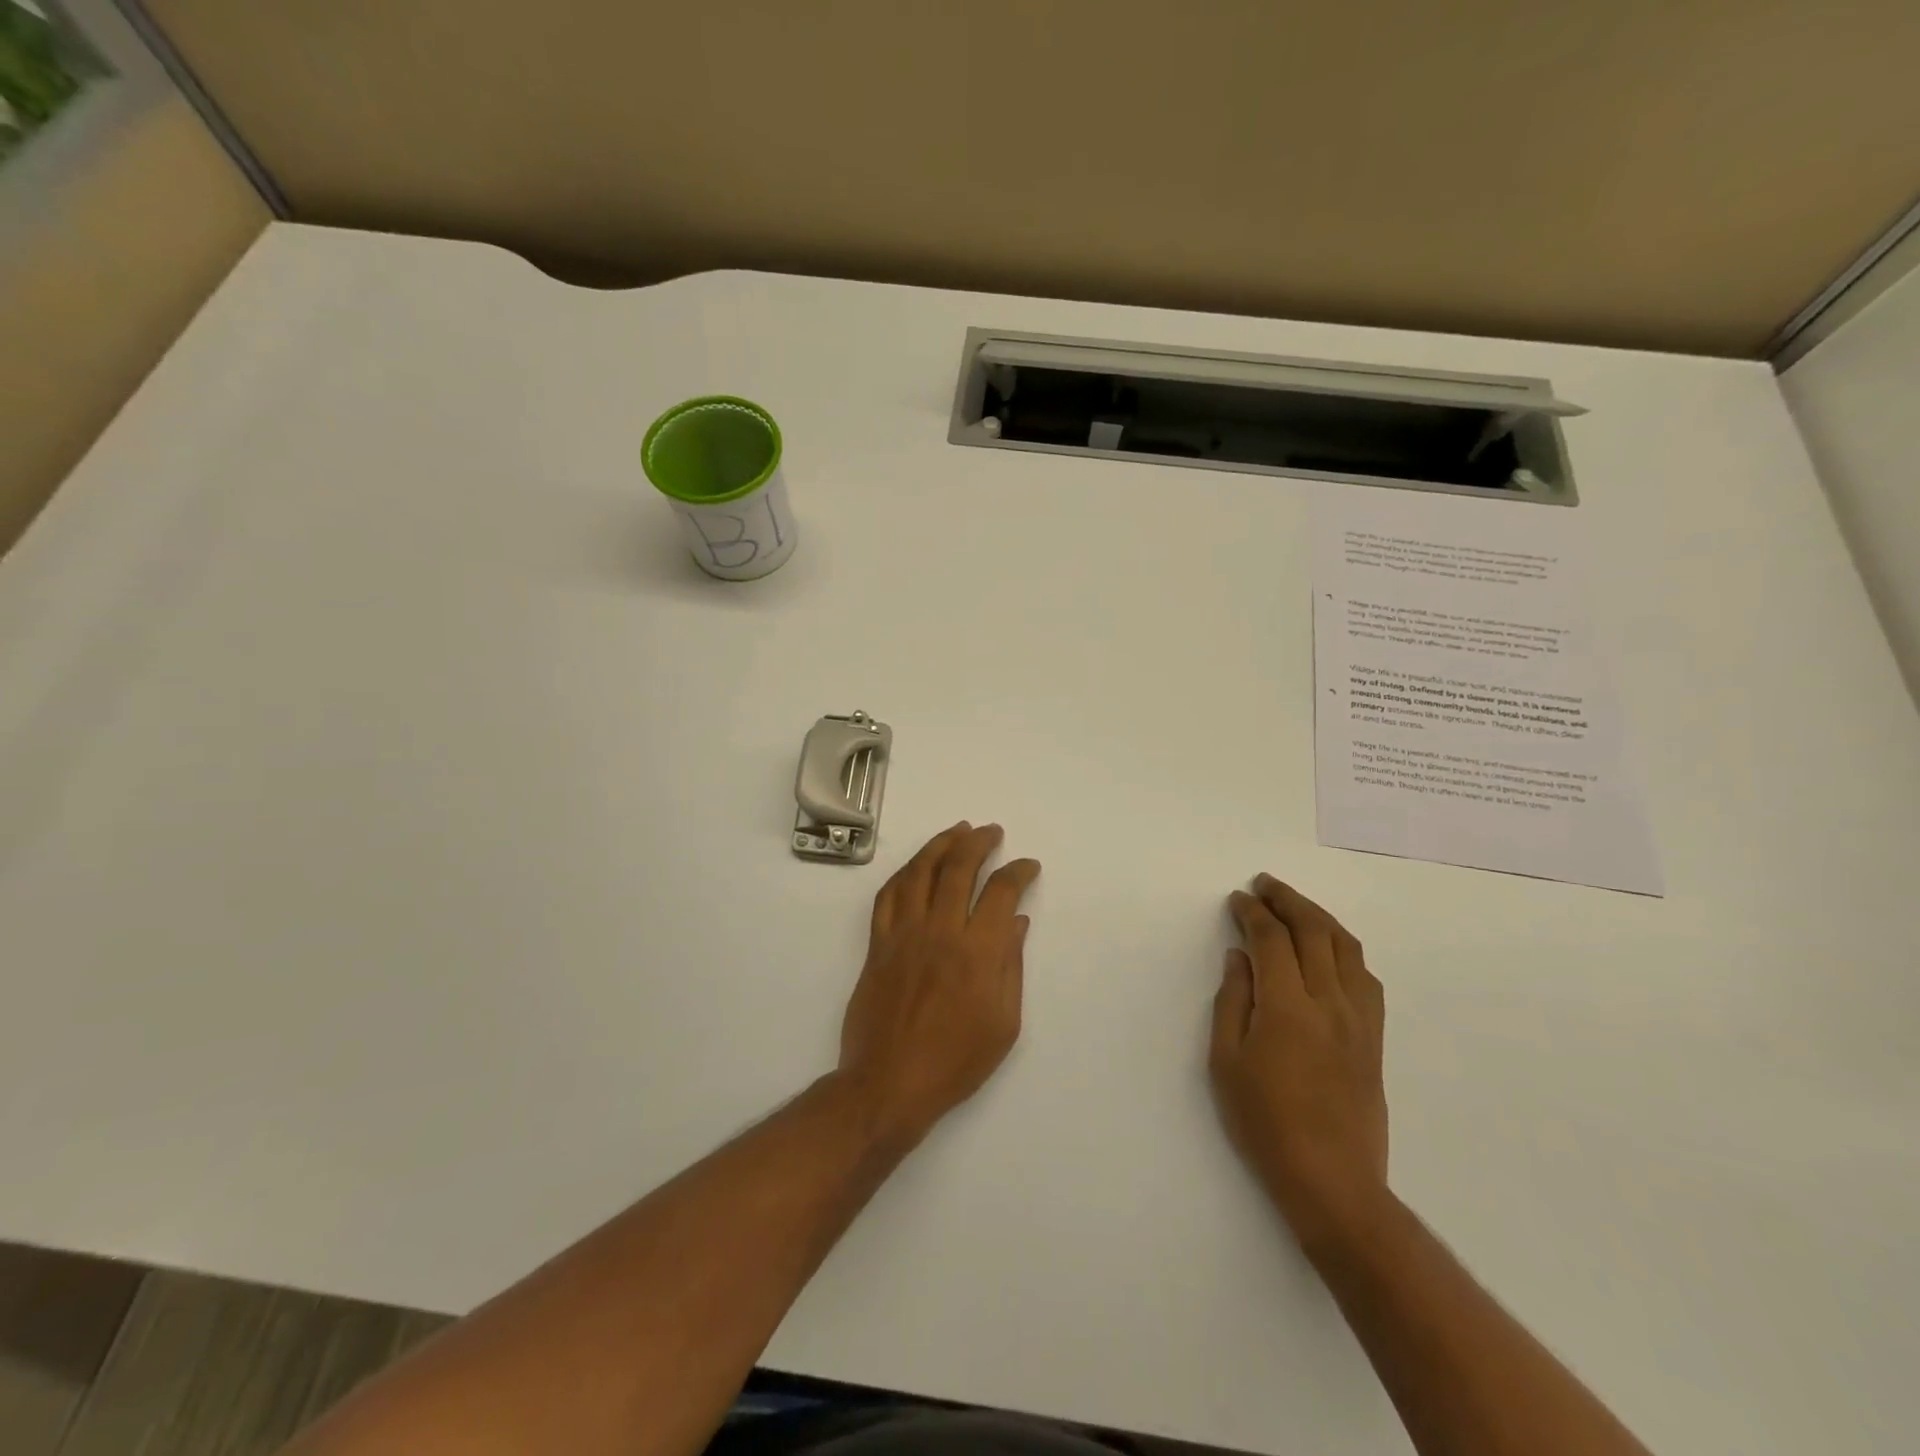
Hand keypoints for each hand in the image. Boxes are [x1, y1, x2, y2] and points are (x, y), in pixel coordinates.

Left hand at [837, 822, 1041, 1149]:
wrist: (889, 1084)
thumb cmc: (955, 1062)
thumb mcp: (1003, 1023)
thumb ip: (1010, 966)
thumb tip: (1015, 921)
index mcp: (977, 952)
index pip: (1000, 891)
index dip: (1018, 871)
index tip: (1027, 866)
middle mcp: (940, 931)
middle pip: (958, 868)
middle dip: (979, 842)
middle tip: (991, 832)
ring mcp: (903, 934)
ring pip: (920, 871)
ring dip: (940, 844)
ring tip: (957, 831)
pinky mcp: (878, 943)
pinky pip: (888, 894)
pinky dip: (905, 872)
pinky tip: (917, 865)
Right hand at [1211, 875, 1388, 1246]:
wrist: (1332, 1180)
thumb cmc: (1265, 1122)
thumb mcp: (1226, 1062)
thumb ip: (1232, 1001)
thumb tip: (1239, 957)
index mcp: (1287, 1007)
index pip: (1271, 939)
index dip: (1252, 912)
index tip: (1237, 899)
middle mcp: (1330, 1002)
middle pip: (1313, 930)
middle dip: (1287, 899)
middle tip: (1264, 884)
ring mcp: (1359, 1019)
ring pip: (1346, 947)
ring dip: (1319, 916)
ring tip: (1295, 905)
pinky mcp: (1374, 1037)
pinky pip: (1364, 976)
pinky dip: (1344, 948)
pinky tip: (1329, 949)